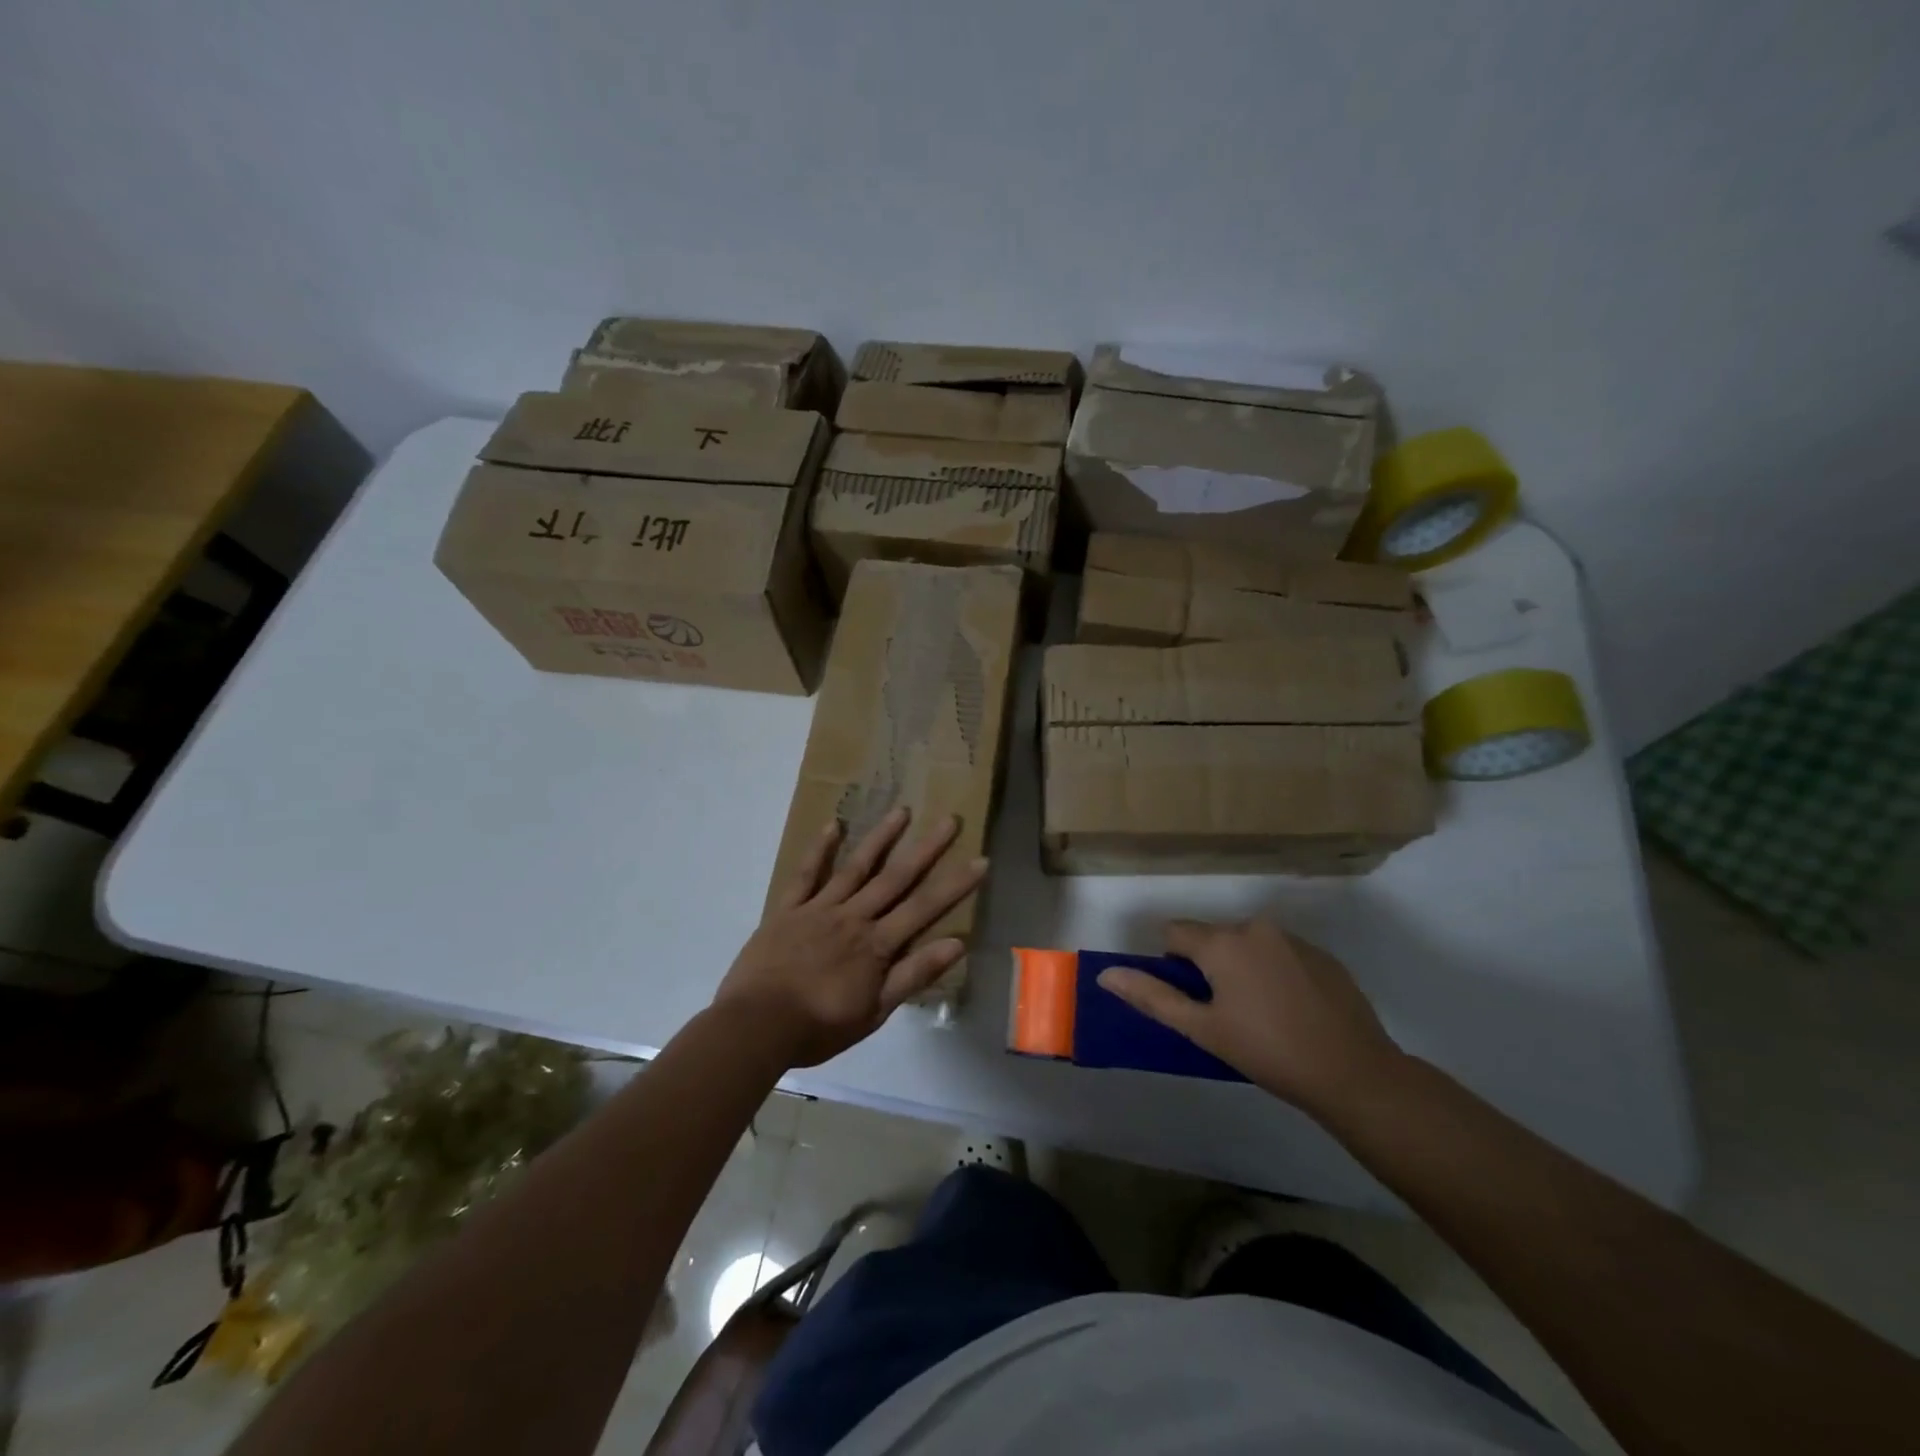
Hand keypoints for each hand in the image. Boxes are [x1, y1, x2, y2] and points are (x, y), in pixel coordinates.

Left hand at [713, 807, 986, 1067]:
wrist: (756, 1026)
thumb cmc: (818, 1026)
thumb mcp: (874, 1012)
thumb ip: (913, 975)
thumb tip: (957, 944)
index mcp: (876, 944)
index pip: (924, 908)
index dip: (955, 885)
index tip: (980, 860)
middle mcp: (853, 917)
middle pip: (896, 878)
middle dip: (927, 849)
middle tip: (950, 819)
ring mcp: (819, 908)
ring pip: (856, 867)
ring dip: (881, 838)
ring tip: (902, 810)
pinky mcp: (788, 909)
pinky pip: (806, 874)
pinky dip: (820, 850)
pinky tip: (833, 826)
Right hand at [1096, 919, 1400, 1114]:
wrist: (1354, 1073)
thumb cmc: (1267, 1052)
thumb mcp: (1202, 1029)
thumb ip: (1153, 997)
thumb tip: (1107, 975)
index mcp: (1222, 942)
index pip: (1175, 933)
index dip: (1173, 965)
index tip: (1191, 1000)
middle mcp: (1256, 927)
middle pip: (1213, 938)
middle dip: (1209, 967)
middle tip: (1225, 1014)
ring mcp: (1294, 939)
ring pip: (1248, 945)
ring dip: (1242, 968)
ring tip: (1261, 1015)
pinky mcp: (1323, 955)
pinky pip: (1281, 953)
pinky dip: (1275, 973)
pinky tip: (1292, 1011)